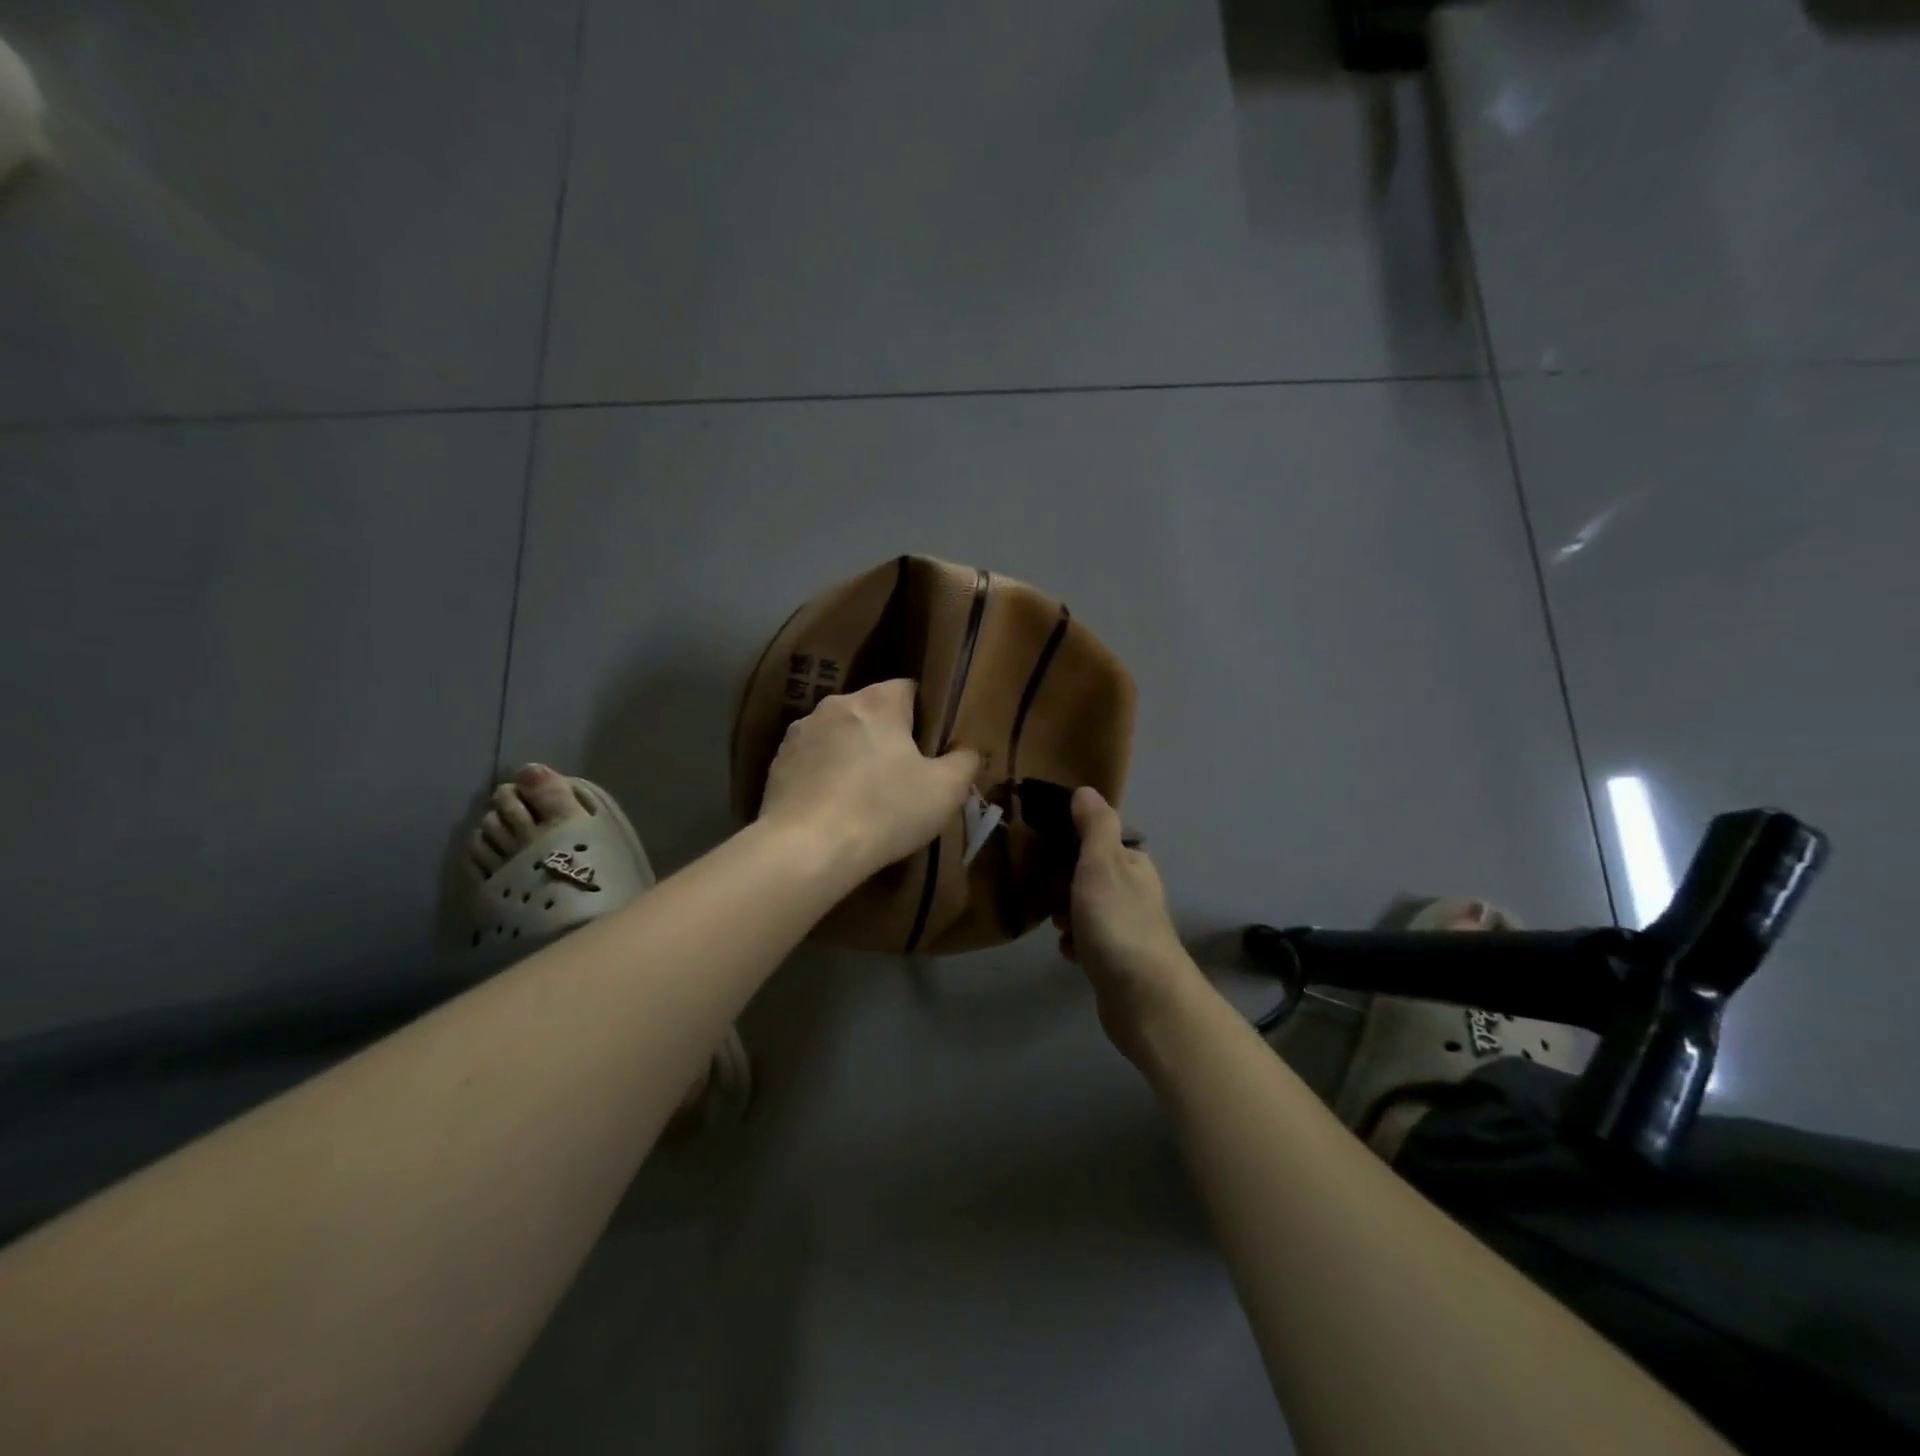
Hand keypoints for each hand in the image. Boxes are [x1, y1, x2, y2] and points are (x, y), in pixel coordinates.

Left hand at [759, 679, 979, 876]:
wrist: (806, 849)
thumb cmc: (884, 811)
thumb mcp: (945, 791)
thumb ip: (964, 762)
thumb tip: (969, 751)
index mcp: (877, 702)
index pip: (908, 687)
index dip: (924, 713)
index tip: (932, 745)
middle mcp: (835, 705)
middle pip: (871, 711)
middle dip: (887, 735)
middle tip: (904, 773)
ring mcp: (799, 733)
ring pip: (838, 735)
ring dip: (852, 754)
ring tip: (865, 794)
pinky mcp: (777, 764)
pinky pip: (812, 761)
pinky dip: (824, 776)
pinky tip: (833, 808)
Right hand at [1054, 787, 1203, 1057]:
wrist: (1143, 999)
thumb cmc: (1118, 923)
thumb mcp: (1101, 864)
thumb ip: (1094, 826)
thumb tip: (1086, 790)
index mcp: (1133, 863)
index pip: (1097, 840)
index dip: (1068, 845)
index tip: (1043, 854)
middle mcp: (1134, 891)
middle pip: (1086, 874)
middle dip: (1061, 884)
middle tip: (1049, 896)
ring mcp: (1127, 926)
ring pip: (1084, 907)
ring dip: (1064, 915)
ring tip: (1057, 925)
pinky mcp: (1117, 958)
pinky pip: (1086, 939)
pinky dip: (1074, 943)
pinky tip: (1068, 952)